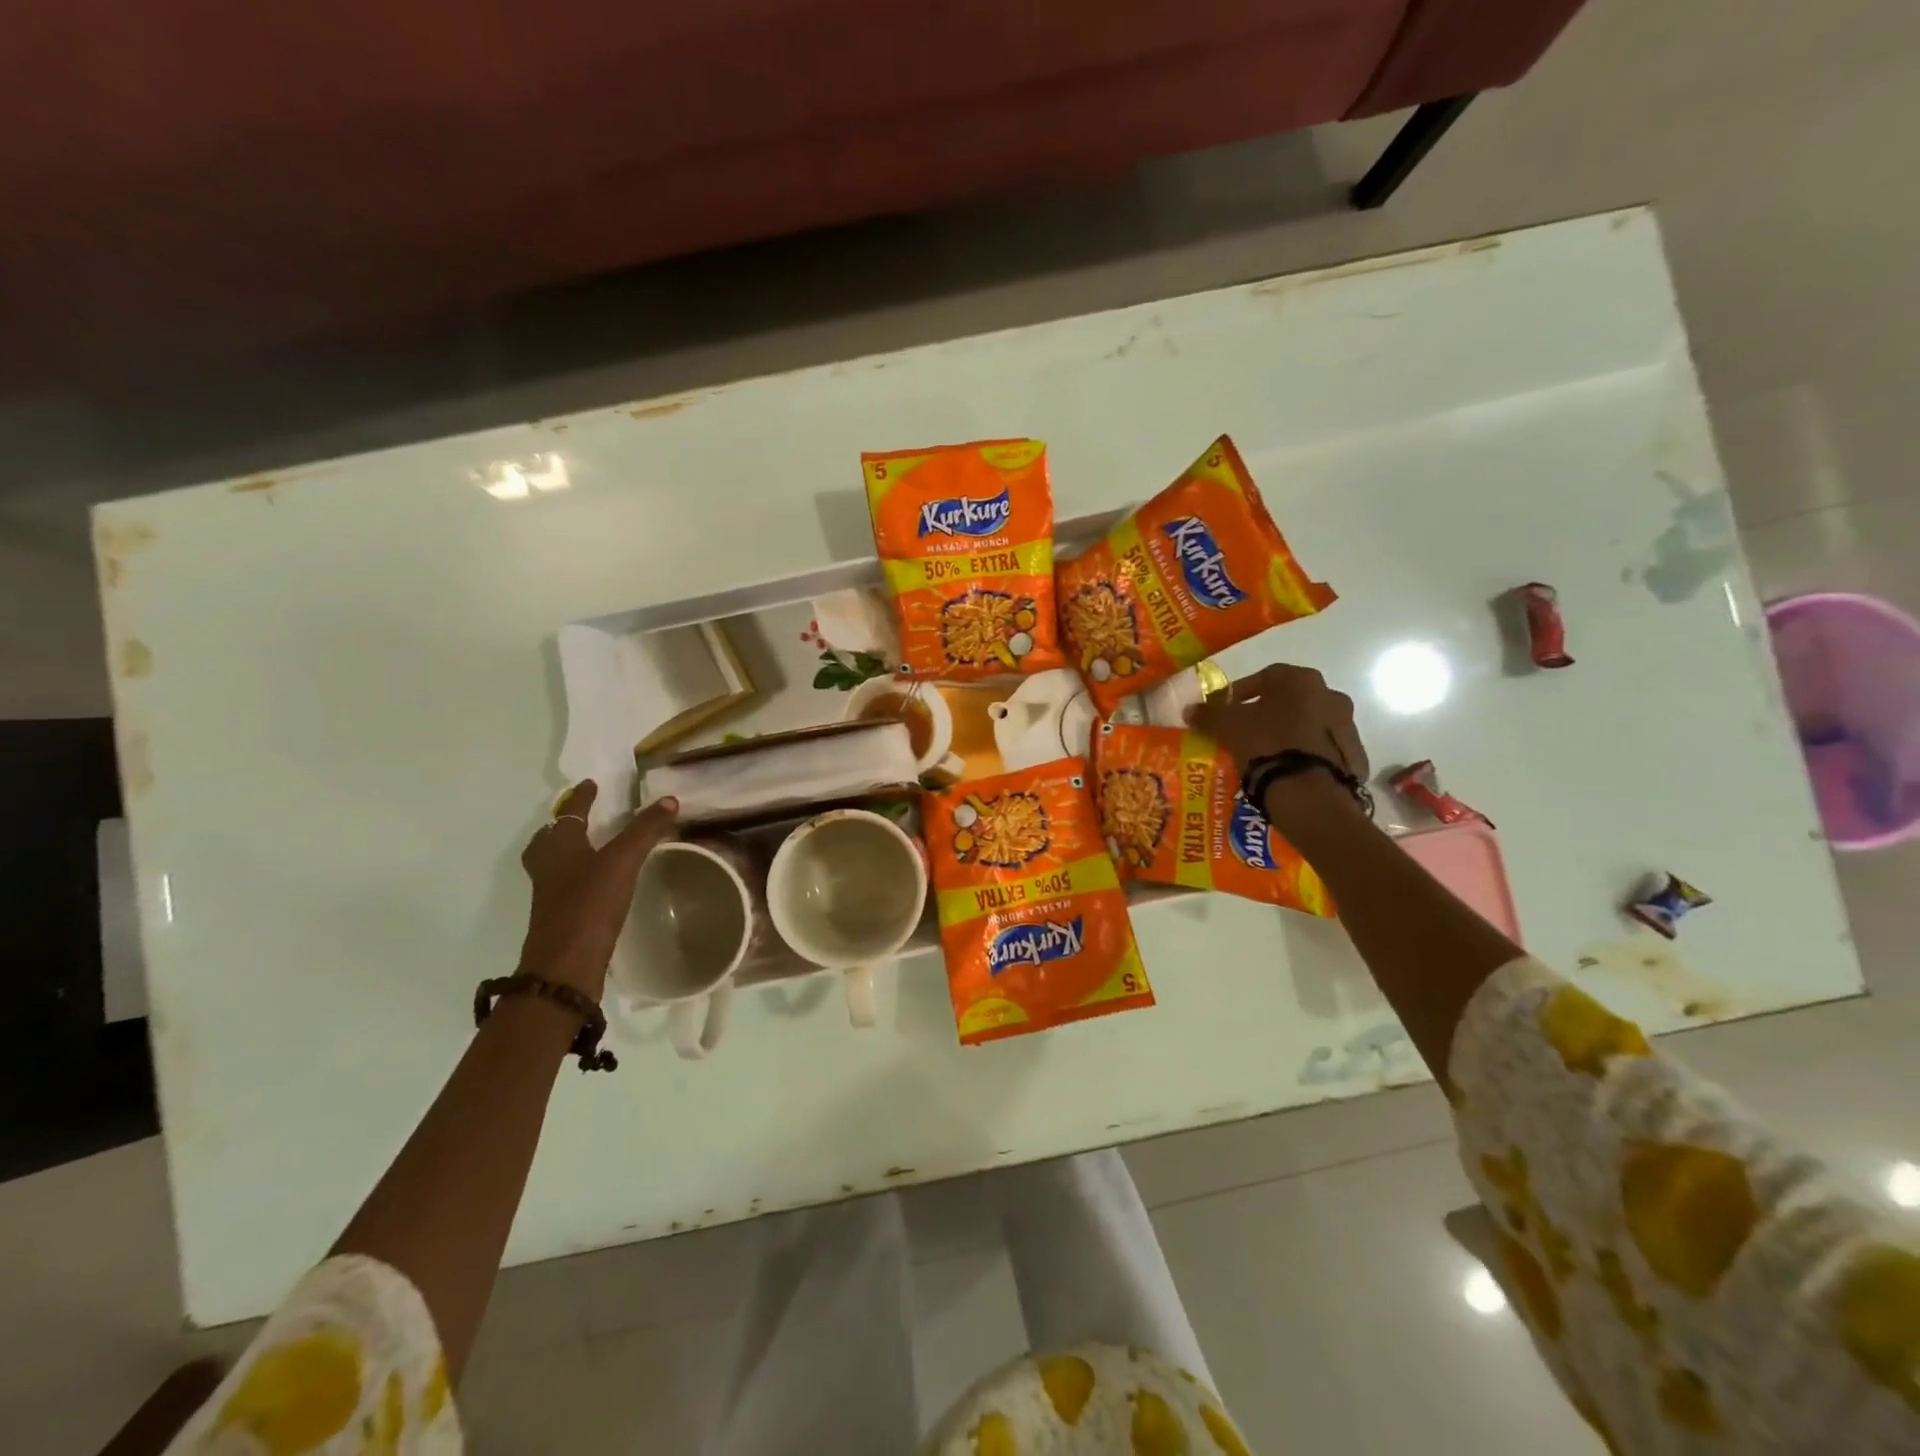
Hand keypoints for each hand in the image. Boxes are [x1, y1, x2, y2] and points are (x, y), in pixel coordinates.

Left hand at [516, 782, 677, 1000]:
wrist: (566, 963)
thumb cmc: (590, 902)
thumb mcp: (623, 860)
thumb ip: (645, 830)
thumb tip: (669, 799)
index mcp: (558, 845)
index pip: (570, 812)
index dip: (583, 797)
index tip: (592, 784)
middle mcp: (548, 865)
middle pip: (551, 837)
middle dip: (565, 824)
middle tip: (582, 816)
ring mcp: (550, 892)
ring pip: (555, 861)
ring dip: (569, 848)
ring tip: (590, 845)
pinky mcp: (559, 914)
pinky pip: (565, 882)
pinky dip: (577, 872)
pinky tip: (597, 880)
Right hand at [1188, 663, 1368, 783]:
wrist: (1309, 793)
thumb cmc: (1266, 744)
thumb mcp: (1228, 726)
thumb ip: (1208, 714)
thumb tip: (1190, 709)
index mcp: (1300, 680)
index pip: (1265, 677)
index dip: (1241, 693)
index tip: (1225, 710)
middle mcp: (1330, 695)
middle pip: (1290, 700)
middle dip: (1267, 713)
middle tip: (1245, 732)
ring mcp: (1347, 726)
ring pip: (1308, 724)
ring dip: (1289, 733)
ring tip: (1265, 755)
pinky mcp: (1354, 756)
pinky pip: (1322, 750)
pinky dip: (1305, 755)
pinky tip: (1287, 771)